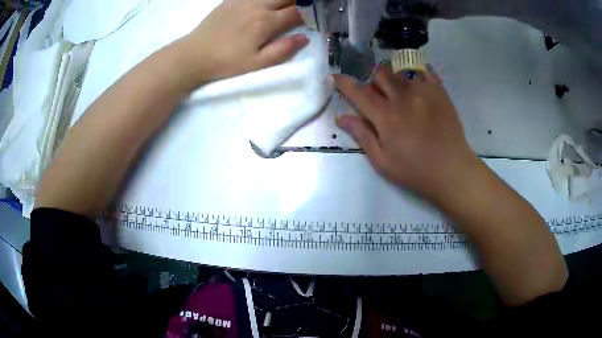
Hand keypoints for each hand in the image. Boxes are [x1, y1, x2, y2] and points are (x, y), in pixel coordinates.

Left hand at [180, 0, 307, 85]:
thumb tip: (304, 37)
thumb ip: (282, 50)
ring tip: (288, 4)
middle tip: (304, 7)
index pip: (296, 12)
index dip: (309, 12)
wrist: (194, 55)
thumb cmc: (226, 63)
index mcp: (265, 22)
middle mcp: (257, 6)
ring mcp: (243, 0)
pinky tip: (267, 2)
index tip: (316, 15)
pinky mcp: (231, 0)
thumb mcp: (256, 63)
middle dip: (299, 0)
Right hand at [335, 64, 481, 200]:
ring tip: (401, 97)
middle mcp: (403, 97)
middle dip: (373, 83)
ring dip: (393, 81)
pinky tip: (416, 86)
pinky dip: (414, 75)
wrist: (452, 170)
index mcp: (386, 116)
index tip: (335, 77)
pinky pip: (423, 71)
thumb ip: (363, 136)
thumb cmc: (415, 171)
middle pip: (379, 74)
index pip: (359, 92)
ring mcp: (423, 91)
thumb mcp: (383, 162)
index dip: (344, 83)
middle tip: (379, 99)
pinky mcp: (439, 91)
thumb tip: (342, 118)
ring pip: (399, 73)